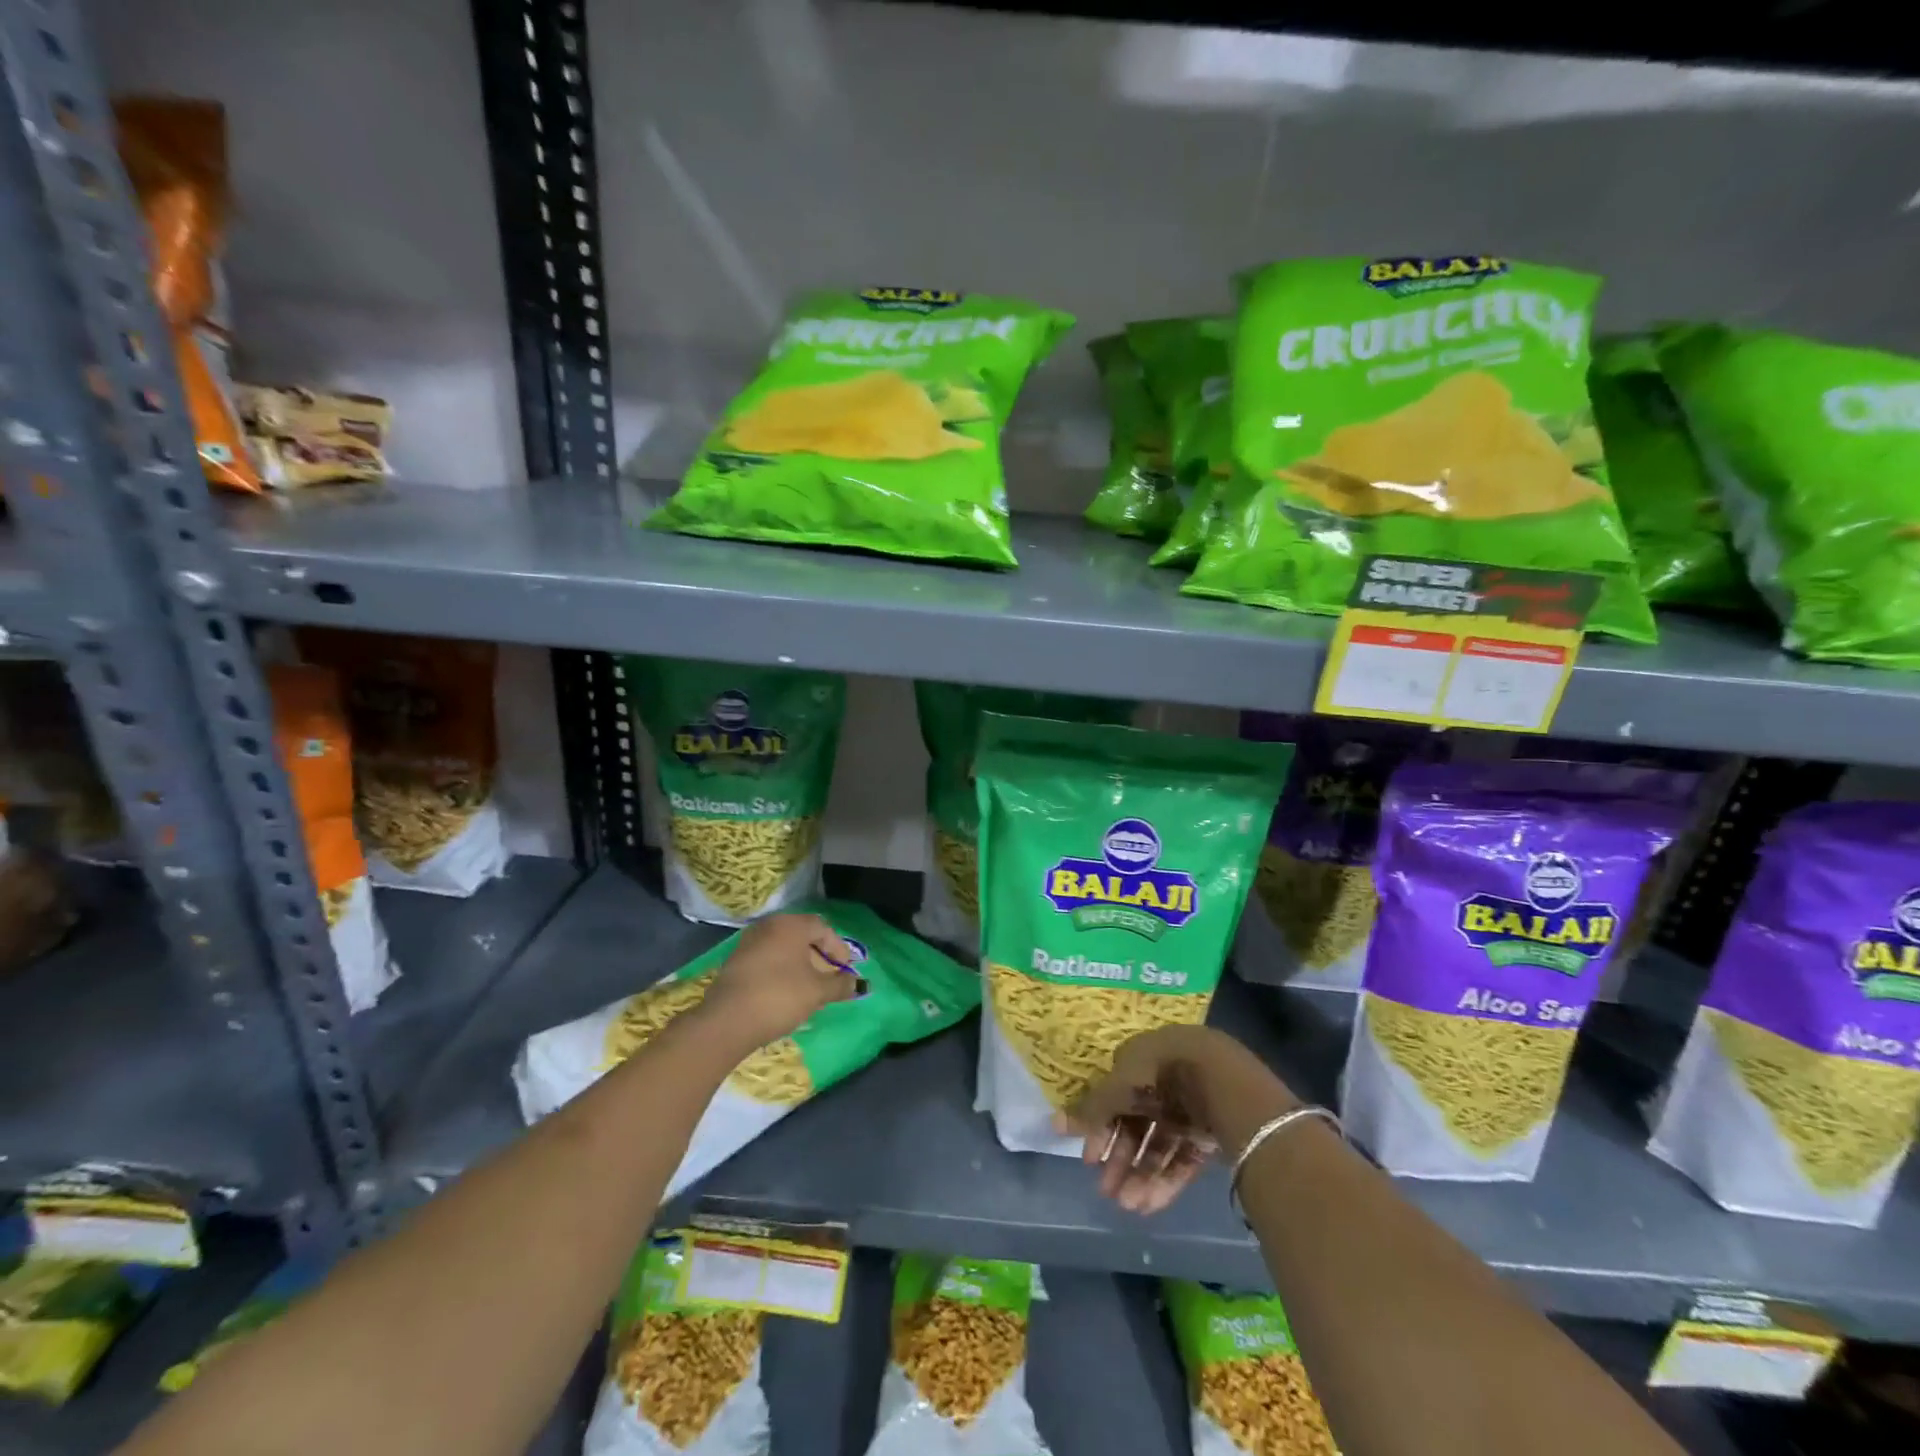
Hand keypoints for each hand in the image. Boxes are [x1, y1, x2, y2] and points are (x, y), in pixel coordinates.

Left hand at [696, 913, 862, 1053]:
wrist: (727, 1021)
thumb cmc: (780, 997)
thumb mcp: (817, 992)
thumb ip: (840, 985)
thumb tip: (858, 983)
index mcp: (790, 925)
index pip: (822, 928)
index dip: (838, 948)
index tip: (845, 970)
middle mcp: (768, 926)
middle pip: (802, 936)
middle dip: (819, 956)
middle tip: (829, 978)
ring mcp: (748, 943)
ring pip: (783, 948)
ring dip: (800, 965)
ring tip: (809, 988)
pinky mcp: (735, 962)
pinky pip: (767, 960)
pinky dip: (781, 971)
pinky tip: (785, 993)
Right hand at [1055, 1025, 1297, 1214]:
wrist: (1221, 1079)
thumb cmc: (1160, 1074)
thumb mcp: (1118, 1089)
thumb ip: (1090, 1110)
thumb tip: (1053, 1123)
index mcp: (1140, 1062)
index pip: (1114, 1098)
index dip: (1100, 1129)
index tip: (1089, 1159)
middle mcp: (1163, 1084)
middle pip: (1136, 1126)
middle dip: (1121, 1160)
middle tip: (1107, 1192)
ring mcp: (1189, 1109)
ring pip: (1159, 1146)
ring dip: (1141, 1176)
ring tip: (1128, 1206)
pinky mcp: (1210, 1134)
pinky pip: (1183, 1159)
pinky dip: (1166, 1180)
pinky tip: (1150, 1205)